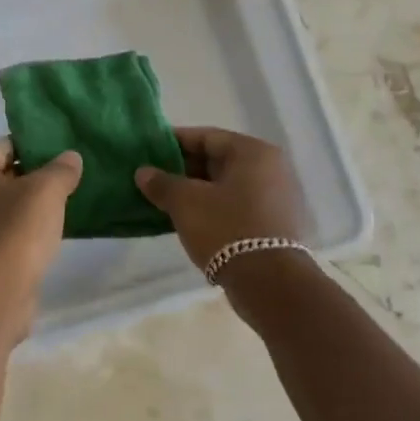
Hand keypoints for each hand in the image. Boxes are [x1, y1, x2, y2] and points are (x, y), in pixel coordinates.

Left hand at [0, 139, 81, 334]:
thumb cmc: (15, 230)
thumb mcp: (46, 190)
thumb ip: (61, 169)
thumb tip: (71, 157)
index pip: (4, 144)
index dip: (33, 143)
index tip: (62, 147)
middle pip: (7, 174)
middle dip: (37, 173)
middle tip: (71, 172)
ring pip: (11, 205)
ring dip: (36, 203)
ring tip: (69, 199)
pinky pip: (13, 232)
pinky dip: (32, 229)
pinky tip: (56, 231)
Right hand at [135, 128, 308, 272]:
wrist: (269, 284)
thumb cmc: (226, 229)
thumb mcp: (186, 203)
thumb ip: (162, 183)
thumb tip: (143, 172)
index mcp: (253, 152)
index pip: (207, 137)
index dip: (175, 142)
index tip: (149, 150)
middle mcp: (271, 168)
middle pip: (218, 160)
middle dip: (184, 169)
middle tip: (154, 178)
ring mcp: (276, 197)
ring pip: (227, 185)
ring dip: (197, 190)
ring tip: (165, 200)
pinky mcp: (275, 224)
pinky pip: (237, 205)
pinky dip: (213, 207)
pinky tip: (189, 219)